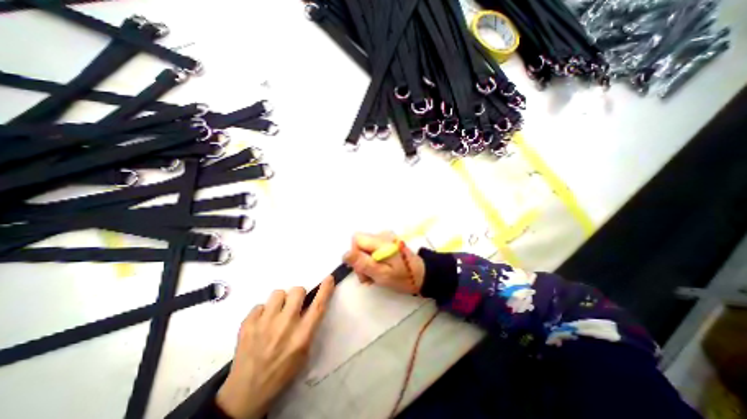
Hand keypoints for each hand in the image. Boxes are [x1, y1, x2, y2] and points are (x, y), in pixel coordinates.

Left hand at [215, 277, 333, 416]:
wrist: (246, 392)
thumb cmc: (282, 372)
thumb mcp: (304, 353)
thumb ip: (308, 327)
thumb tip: (309, 305)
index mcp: (302, 335)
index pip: (318, 306)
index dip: (325, 290)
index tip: (329, 278)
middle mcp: (285, 325)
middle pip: (297, 291)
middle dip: (298, 295)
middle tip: (293, 305)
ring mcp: (264, 323)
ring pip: (278, 293)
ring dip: (280, 301)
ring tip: (275, 314)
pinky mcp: (247, 324)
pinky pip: (260, 305)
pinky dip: (263, 312)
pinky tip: (260, 325)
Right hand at [341, 232, 421, 293]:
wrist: (423, 275)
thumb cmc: (403, 277)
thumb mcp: (382, 274)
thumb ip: (363, 263)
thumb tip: (345, 254)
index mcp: (381, 240)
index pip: (357, 238)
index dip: (355, 254)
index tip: (362, 269)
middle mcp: (383, 235)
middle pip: (360, 243)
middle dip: (360, 260)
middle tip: (368, 277)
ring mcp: (386, 238)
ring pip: (365, 247)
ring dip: (366, 262)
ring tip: (375, 276)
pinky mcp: (388, 242)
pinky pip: (373, 248)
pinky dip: (373, 260)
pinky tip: (379, 269)